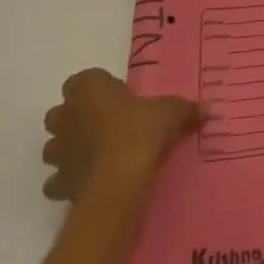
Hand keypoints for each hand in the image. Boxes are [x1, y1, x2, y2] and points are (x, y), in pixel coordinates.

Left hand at [41, 67, 201, 200]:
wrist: (119, 177)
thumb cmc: (141, 129)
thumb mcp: (171, 111)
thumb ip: (186, 109)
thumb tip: (210, 108)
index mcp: (89, 88)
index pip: (81, 80)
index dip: (95, 89)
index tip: (114, 98)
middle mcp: (66, 115)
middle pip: (60, 112)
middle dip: (74, 118)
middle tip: (102, 126)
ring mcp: (58, 150)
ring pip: (53, 146)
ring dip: (67, 149)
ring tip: (94, 156)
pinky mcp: (58, 182)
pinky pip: (56, 181)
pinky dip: (68, 182)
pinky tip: (88, 183)